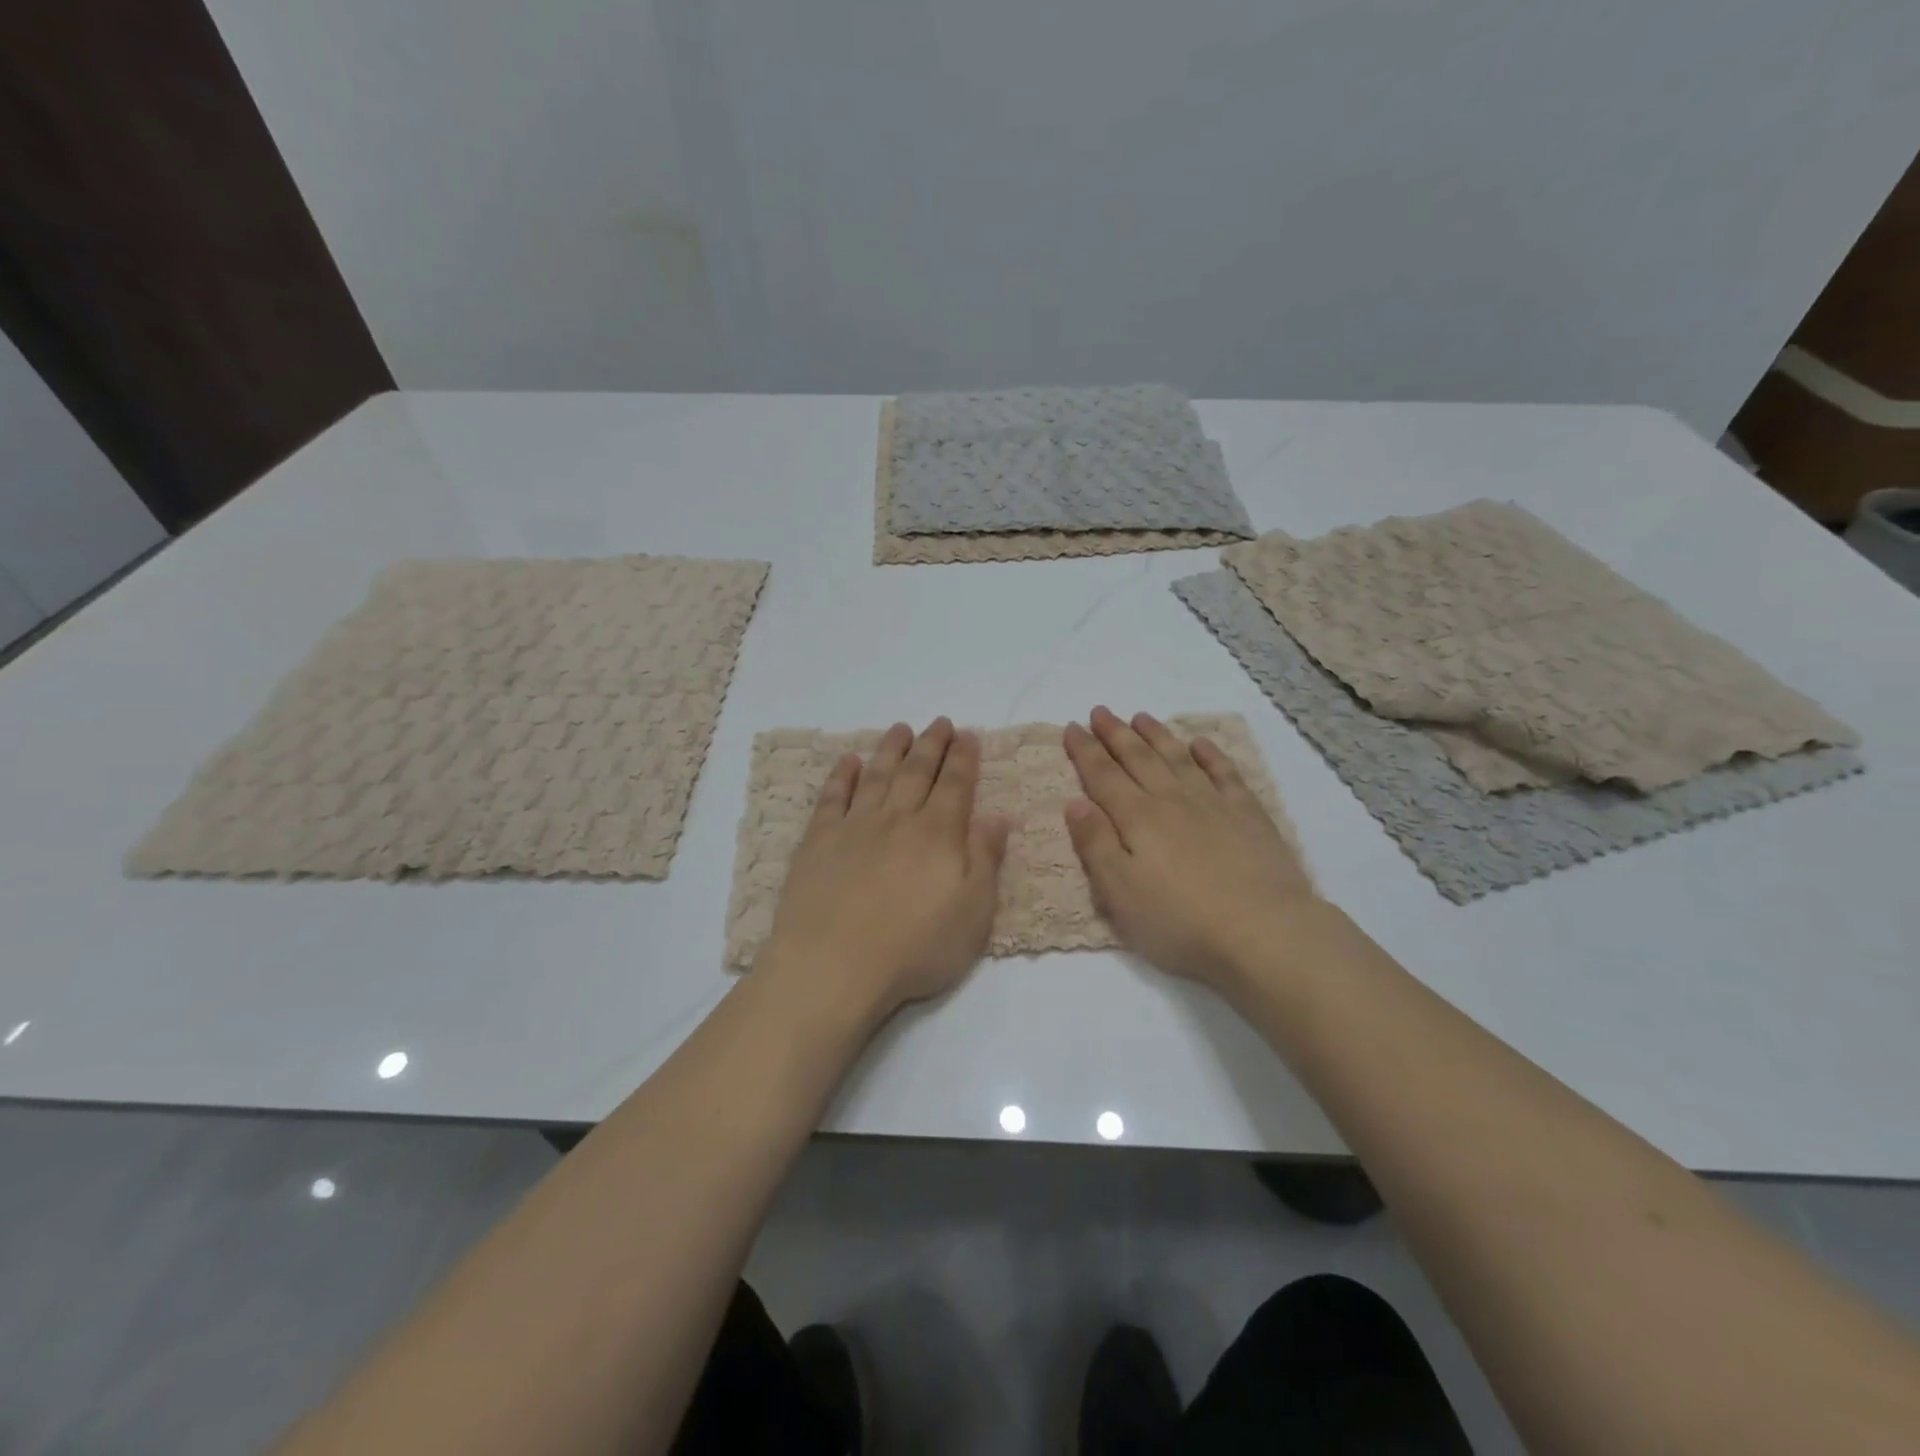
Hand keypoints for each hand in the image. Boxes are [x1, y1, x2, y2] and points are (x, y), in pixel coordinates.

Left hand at [757, 718, 1010, 1023]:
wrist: (834, 965)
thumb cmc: (914, 948)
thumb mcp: (973, 914)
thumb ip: (986, 860)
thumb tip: (998, 816)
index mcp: (938, 834)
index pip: (955, 785)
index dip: (964, 758)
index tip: (968, 734)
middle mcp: (898, 819)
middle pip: (917, 771)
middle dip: (932, 744)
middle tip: (940, 722)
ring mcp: (855, 826)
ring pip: (877, 775)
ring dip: (891, 749)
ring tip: (901, 729)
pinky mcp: (819, 841)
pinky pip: (832, 797)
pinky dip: (842, 775)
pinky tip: (848, 761)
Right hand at [1063, 706, 1316, 993]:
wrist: (1264, 932)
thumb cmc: (1180, 920)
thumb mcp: (1120, 892)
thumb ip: (1095, 844)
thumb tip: (1074, 802)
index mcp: (1137, 818)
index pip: (1103, 775)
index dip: (1085, 750)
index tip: (1072, 726)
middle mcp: (1172, 800)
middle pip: (1138, 758)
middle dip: (1115, 734)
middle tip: (1100, 711)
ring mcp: (1213, 803)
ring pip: (1177, 758)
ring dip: (1157, 736)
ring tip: (1141, 717)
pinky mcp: (1248, 815)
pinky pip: (1225, 772)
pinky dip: (1210, 754)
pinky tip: (1201, 744)